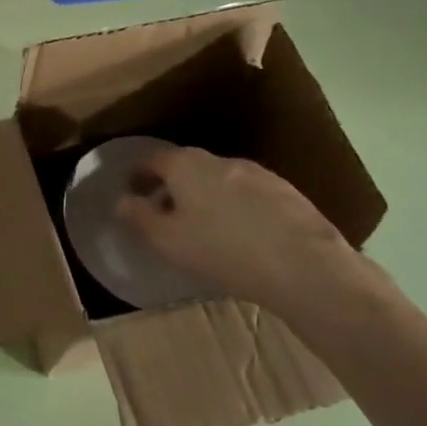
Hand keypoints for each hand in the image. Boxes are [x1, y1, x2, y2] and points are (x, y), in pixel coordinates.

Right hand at [116, 146, 355, 312]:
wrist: (305, 266)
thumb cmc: (222, 250)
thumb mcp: (167, 240)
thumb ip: (139, 217)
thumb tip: (121, 200)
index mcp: (186, 165)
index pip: (153, 159)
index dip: (138, 174)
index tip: (131, 189)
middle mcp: (220, 160)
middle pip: (187, 167)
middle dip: (173, 186)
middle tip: (165, 212)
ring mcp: (258, 174)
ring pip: (221, 180)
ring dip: (207, 197)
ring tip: (205, 227)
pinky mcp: (288, 194)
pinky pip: (250, 196)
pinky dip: (237, 208)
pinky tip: (243, 236)